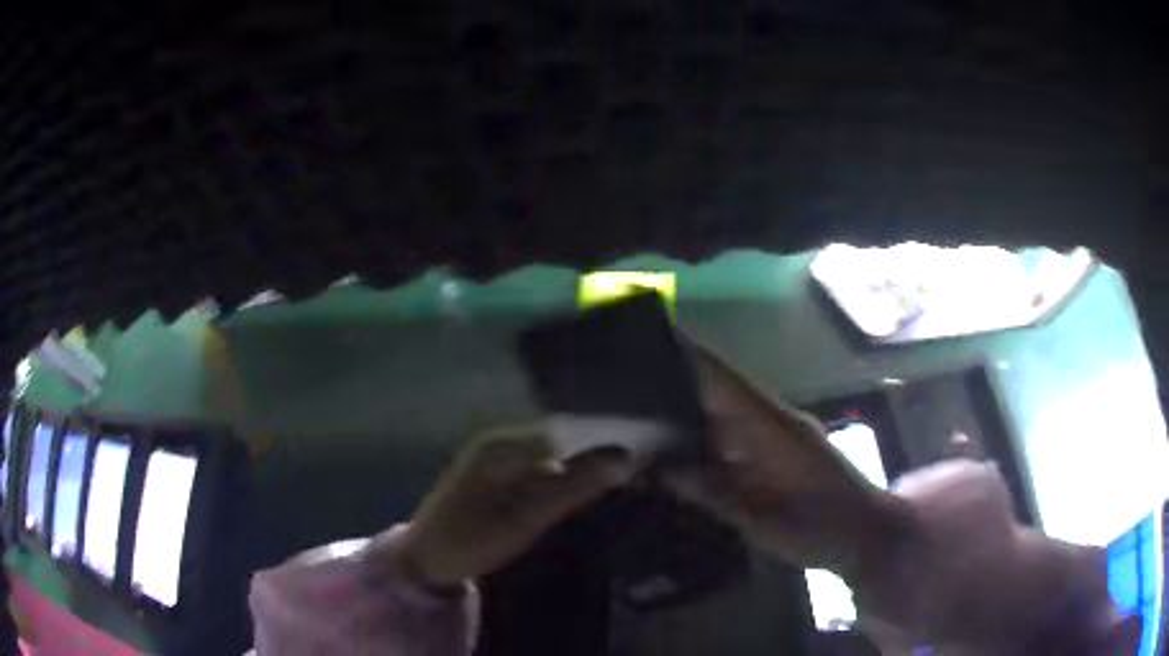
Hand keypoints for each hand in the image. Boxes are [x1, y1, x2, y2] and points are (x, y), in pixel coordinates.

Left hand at [382, 426, 631, 587]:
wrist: (425, 560)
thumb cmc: (470, 539)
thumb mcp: (524, 518)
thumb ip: (572, 486)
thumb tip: (623, 457)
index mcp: (503, 444)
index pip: (565, 428)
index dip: (603, 434)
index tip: (644, 446)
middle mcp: (501, 442)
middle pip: (561, 437)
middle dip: (598, 447)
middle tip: (642, 461)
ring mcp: (498, 460)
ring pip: (553, 453)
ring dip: (584, 462)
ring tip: (625, 469)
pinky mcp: (499, 478)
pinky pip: (541, 468)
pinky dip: (566, 475)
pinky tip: (587, 485)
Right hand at [671, 340, 913, 577]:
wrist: (866, 532)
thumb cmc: (817, 526)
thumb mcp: (760, 519)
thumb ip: (712, 491)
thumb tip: (662, 469)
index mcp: (771, 426)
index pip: (724, 379)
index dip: (691, 357)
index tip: (654, 338)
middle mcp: (776, 419)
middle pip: (723, 392)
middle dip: (681, 384)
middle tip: (634, 388)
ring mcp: (784, 433)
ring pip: (732, 413)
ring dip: (697, 412)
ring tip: (649, 417)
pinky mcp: (787, 450)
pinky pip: (744, 434)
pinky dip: (716, 437)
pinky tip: (691, 451)